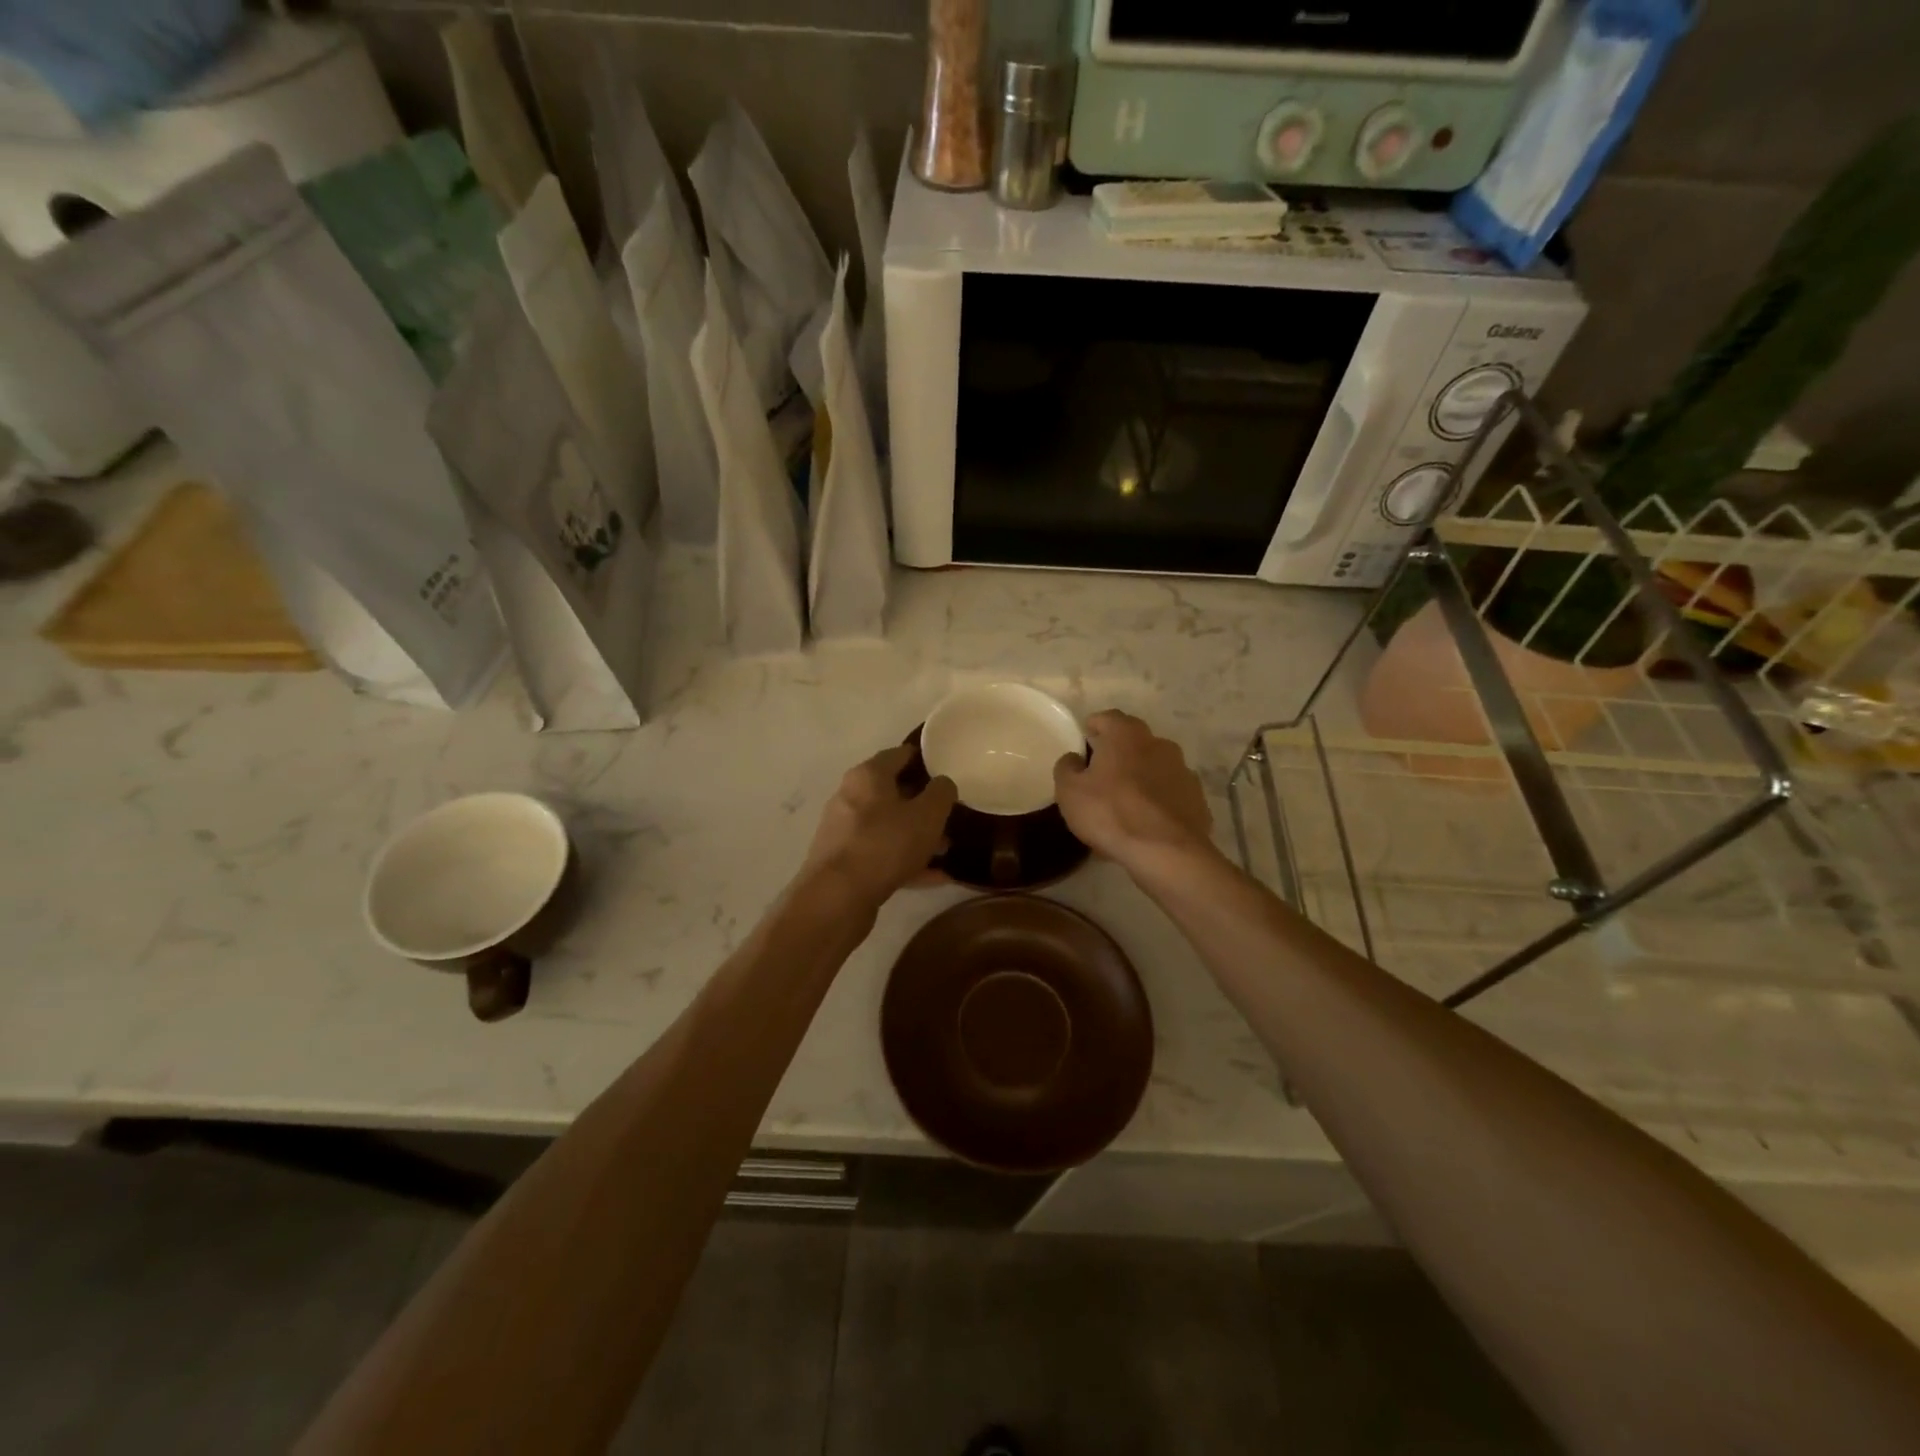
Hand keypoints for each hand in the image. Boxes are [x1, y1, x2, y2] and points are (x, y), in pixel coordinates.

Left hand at [800, 745, 957, 909]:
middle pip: (894, 792)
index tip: (949, 771)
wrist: (836, 897)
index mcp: (868, 775)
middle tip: (951, 814)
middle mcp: (851, 795)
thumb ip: (942, 792)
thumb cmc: (885, 844)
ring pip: (889, 825)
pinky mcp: (844, 860)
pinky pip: (882, 853)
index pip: (901, 754)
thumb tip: (942, 783)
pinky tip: (934, 876)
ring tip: (947, 850)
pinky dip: (906, 860)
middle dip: (924, 803)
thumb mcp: (927, 815)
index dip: (926, 760)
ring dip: (917, 835)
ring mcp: (844, 830)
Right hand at [1053, 711, 1213, 873]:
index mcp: (1126, 735)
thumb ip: (1066, 768)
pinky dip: (1158, 802)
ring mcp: (1183, 771)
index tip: (1084, 742)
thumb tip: (1074, 759)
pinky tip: (1146, 824)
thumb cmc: (1110, 813)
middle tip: (1100, 776)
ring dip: (1139, 779)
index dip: (1094, 727)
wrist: (1166, 851)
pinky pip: (1170, 794)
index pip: (1107, 718)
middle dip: (1117, 754)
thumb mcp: (1069, 791)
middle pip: (1133, 742)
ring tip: (1124, 806)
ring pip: (1154, 768)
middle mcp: (1159, 744)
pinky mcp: (1197, 799)